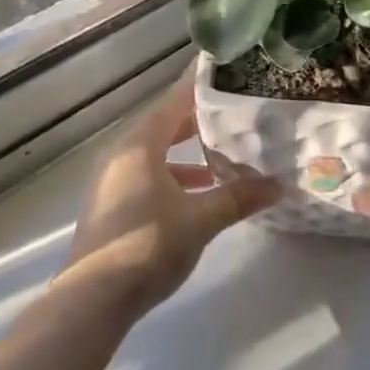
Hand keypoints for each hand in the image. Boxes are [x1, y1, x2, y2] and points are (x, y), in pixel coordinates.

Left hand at [62, 70, 279, 318]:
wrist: (92, 300)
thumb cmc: (148, 244)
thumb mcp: (200, 219)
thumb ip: (237, 198)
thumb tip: (277, 185)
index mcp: (140, 144)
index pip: (175, 100)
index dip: (200, 85)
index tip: (225, 70)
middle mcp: (122, 153)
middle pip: (165, 125)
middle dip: (199, 121)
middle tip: (234, 113)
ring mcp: (112, 180)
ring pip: (156, 153)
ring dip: (187, 154)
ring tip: (223, 158)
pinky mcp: (111, 205)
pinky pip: (147, 175)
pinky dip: (174, 176)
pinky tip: (198, 195)